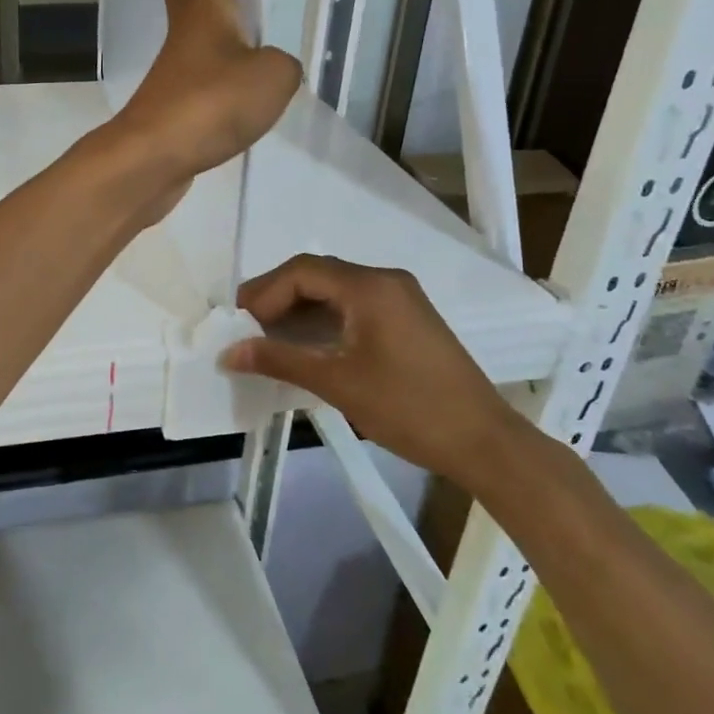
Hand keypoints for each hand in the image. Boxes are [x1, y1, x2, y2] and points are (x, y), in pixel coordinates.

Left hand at [110, 0, 301, 183]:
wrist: (154, 155)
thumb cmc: (212, 102)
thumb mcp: (272, 76)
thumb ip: (281, 64)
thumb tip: (268, 69)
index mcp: (207, 7)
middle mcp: (186, 28)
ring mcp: (176, 64)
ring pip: (188, 15)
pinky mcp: (174, 96)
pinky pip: (195, 54)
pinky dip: (210, 43)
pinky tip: (225, 59)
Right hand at [220, 254, 517, 480]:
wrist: (484, 442)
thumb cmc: (408, 408)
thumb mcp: (337, 382)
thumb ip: (279, 360)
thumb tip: (228, 352)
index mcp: (370, 287)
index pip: (302, 271)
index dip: (264, 292)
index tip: (238, 322)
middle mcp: (385, 281)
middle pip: (318, 275)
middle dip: (277, 297)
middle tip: (246, 327)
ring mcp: (400, 299)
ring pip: (335, 291)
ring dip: (299, 309)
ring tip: (267, 337)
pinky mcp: (407, 319)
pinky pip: (354, 306)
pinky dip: (324, 319)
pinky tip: (305, 344)